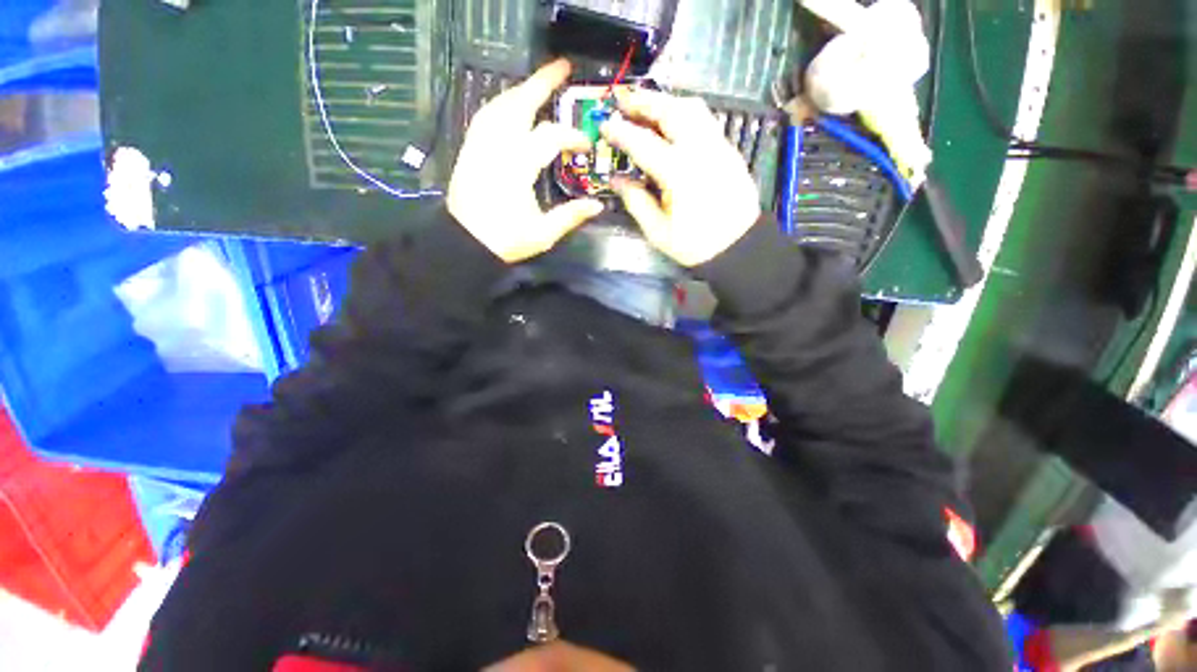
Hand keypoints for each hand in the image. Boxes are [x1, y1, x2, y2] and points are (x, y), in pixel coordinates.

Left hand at [447, 59, 603, 262]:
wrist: (465, 243)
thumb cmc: (505, 240)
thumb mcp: (543, 234)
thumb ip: (570, 217)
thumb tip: (597, 206)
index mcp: (518, 168)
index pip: (549, 137)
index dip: (571, 136)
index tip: (586, 144)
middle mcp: (497, 147)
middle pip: (519, 103)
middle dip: (542, 82)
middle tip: (563, 68)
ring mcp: (480, 145)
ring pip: (500, 104)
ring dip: (521, 90)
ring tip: (540, 84)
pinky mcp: (470, 149)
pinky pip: (486, 115)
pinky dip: (502, 103)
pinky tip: (511, 104)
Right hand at [600, 89, 761, 266]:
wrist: (738, 245)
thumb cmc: (696, 244)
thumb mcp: (659, 232)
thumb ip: (637, 202)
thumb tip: (617, 180)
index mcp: (680, 175)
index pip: (644, 143)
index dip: (621, 131)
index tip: (605, 125)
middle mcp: (701, 151)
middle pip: (672, 111)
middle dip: (645, 102)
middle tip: (623, 101)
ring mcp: (719, 146)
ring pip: (693, 108)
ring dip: (667, 102)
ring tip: (647, 107)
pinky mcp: (729, 149)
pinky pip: (705, 119)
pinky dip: (684, 112)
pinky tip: (672, 123)